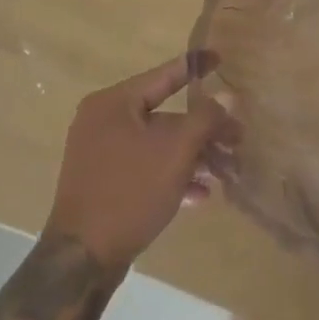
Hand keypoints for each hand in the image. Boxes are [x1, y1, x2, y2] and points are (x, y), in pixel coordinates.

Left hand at [45, 53, 232, 274]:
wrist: (82, 261)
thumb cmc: (130, 192)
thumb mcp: (176, 151)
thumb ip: (206, 118)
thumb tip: (228, 97)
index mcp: (113, 103)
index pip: (163, 75)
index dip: (194, 67)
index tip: (219, 58)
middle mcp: (102, 121)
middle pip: (164, 115)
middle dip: (203, 129)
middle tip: (236, 138)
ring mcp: (100, 154)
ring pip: (157, 144)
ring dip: (192, 155)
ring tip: (225, 171)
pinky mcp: (102, 183)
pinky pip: (144, 167)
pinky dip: (171, 175)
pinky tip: (199, 194)